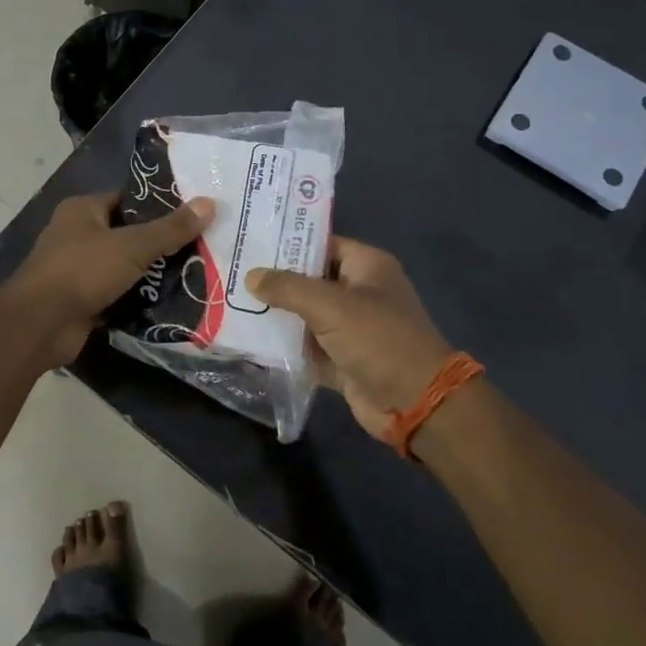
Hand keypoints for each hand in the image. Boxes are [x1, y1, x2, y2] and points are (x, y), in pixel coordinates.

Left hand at [4, 191, 214, 368]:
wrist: (40, 324)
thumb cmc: (82, 270)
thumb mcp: (132, 246)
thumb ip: (170, 229)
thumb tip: (210, 203)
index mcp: (82, 210)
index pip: (127, 199)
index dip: (159, 205)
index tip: (193, 213)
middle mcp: (77, 235)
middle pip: (127, 234)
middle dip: (159, 243)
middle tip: (201, 246)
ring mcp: (77, 270)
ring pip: (123, 267)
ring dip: (150, 273)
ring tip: (194, 273)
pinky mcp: (82, 301)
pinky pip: (117, 295)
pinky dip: (137, 299)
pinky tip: (169, 302)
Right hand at [247, 239, 453, 440]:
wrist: (415, 404)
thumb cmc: (378, 340)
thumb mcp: (330, 306)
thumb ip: (288, 288)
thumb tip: (251, 276)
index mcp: (366, 267)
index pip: (321, 243)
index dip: (288, 242)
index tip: (250, 241)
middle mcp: (359, 292)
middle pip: (309, 279)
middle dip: (274, 280)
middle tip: (232, 271)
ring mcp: (350, 328)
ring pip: (305, 314)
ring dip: (275, 314)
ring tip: (230, 302)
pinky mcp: (341, 359)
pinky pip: (306, 346)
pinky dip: (284, 345)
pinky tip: (249, 339)